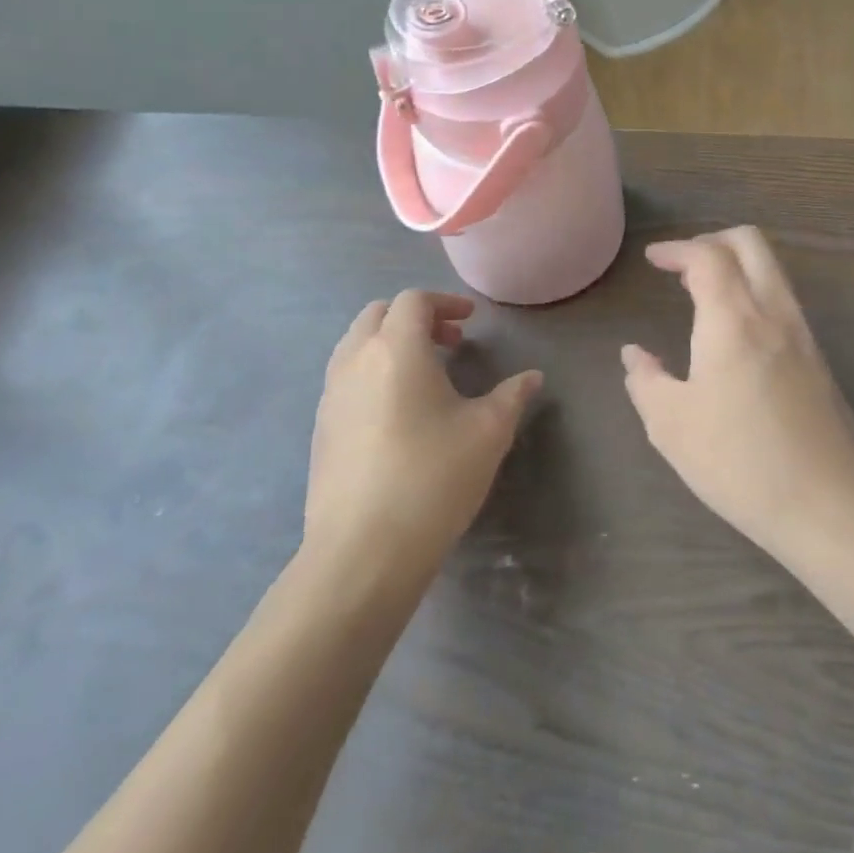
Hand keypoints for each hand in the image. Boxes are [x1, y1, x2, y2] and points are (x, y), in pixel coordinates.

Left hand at [307, 291, 540, 576]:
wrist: (362, 551)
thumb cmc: (433, 478)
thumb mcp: (488, 433)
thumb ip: (512, 396)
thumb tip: (532, 377)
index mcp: (396, 349)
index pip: (414, 301)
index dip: (445, 302)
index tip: (471, 321)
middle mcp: (356, 361)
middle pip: (378, 314)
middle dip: (415, 318)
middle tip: (450, 342)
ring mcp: (331, 395)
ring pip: (356, 345)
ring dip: (390, 344)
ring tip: (425, 375)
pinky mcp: (321, 429)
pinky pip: (346, 378)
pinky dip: (373, 372)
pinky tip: (398, 413)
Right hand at [621, 228, 853, 562]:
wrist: (830, 505)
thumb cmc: (739, 462)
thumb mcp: (671, 426)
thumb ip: (645, 381)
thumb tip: (634, 355)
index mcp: (733, 320)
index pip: (707, 256)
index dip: (677, 249)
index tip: (653, 258)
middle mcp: (773, 313)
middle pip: (750, 243)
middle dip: (712, 240)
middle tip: (682, 264)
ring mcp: (803, 335)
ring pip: (772, 270)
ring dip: (736, 265)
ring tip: (703, 293)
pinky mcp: (819, 360)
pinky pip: (783, 301)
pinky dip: (754, 292)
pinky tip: (734, 332)